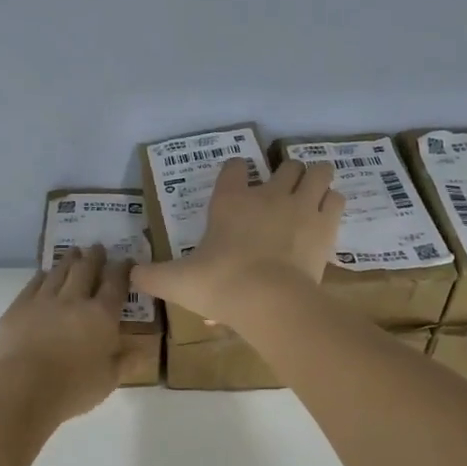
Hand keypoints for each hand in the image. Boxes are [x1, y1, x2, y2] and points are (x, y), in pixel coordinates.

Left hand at [0, 245, 131, 422]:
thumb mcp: (109, 380)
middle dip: (94, 257)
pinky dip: (42, 276)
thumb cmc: (73, 388)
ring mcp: (43, 301)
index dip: (122, 270)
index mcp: (101, 315)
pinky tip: (44, 274)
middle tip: (97, 247)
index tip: (125, 260)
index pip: (115, 284)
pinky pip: (33, 284)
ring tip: (74, 253)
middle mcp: (74, 300)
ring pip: (59, 272)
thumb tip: (144, 351)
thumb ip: (126, 362)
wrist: (23, 388)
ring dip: (69, 260)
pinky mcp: (18, 308)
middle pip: (86, 270)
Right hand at [131, 158, 343, 324]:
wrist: (269, 300)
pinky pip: (336, 198)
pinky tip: (324, 218)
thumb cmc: (220, 285)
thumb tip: (130, 275)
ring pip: (318, 171)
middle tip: (280, 197)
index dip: (236, 173)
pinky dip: (331, 203)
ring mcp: (301, 205)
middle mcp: (268, 194)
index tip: (236, 185)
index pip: (234, 168)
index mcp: (231, 201)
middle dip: (286, 176)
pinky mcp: (326, 224)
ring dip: (315, 180)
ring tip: (309, 197)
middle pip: (286, 165)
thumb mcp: (177, 282)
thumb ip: (152, 276)